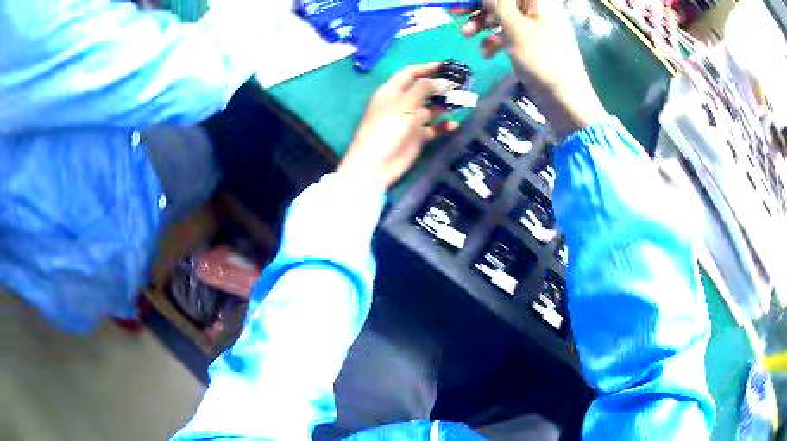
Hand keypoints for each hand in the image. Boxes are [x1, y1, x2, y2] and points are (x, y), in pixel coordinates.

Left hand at [338, 64, 458, 188]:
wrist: (376, 164)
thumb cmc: (386, 129)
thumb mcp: (404, 104)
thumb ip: (425, 89)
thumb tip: (445, 81)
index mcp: (392, 91)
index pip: (410, 73)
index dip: (427, 68)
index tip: (446, 67)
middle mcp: (402, 103)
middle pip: (423, 89)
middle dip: (441, 87)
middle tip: (460, 85)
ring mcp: (410, 120)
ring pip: (431, 108)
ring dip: (445, 105)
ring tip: (462, 102)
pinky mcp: (417, 136)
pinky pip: (434, 127)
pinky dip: (443, 125)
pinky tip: (453, 125)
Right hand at [458, 0, 606, 138]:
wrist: (566, 99)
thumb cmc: (542, 59)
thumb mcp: (515, 27)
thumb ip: (496, 4)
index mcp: (539, 0)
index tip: (464, 3)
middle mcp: (538, 8)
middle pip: (502, 1)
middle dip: (478, 7)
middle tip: (455, 13)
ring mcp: (537, 26)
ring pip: (503, 16)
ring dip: (483, 25)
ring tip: (466, 36)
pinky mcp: (533, 43)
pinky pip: (510, 33)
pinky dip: (496, 40)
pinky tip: (487, 53)